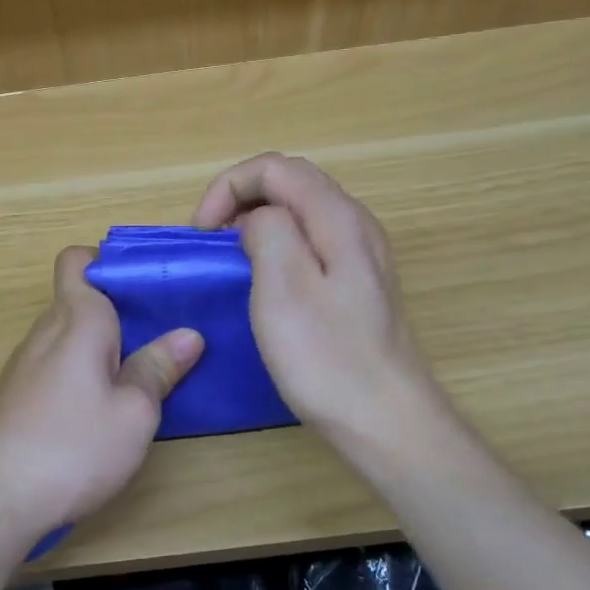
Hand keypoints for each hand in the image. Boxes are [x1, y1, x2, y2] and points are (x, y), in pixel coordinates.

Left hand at [0, 247, 203, 539]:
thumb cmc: (72, 448)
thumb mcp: (133, 413)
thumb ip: (158, 368)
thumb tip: (188, 335)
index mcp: (76, 319)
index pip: (78, 260)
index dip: (108, 263)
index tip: (145, 290)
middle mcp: (45, 330)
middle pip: (79, 298)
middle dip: (118, 310)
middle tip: (161, 335)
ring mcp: (25, 363)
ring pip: (68, 334)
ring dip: (101, 346)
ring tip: (139, 373)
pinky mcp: (16, 394)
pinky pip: (55, 363)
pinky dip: (80, 371)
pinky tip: (99, 408)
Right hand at [193, 152, 440, 451]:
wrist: (386, 421)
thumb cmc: (327, 357)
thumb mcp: (283, 285)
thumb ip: (267, 229)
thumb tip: (257, 220)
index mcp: (338, 217)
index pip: (275, 167)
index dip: (229, 187)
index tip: (202, 233)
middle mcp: (356, 224)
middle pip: (290, 183)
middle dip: (240, 200)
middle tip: (210, 244)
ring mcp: (361, 255)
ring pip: (300, 212)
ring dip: (256, 223)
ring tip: (229, 261)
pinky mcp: (358, 284)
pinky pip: (310, 242)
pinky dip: (276, 246)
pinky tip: (265, 283)